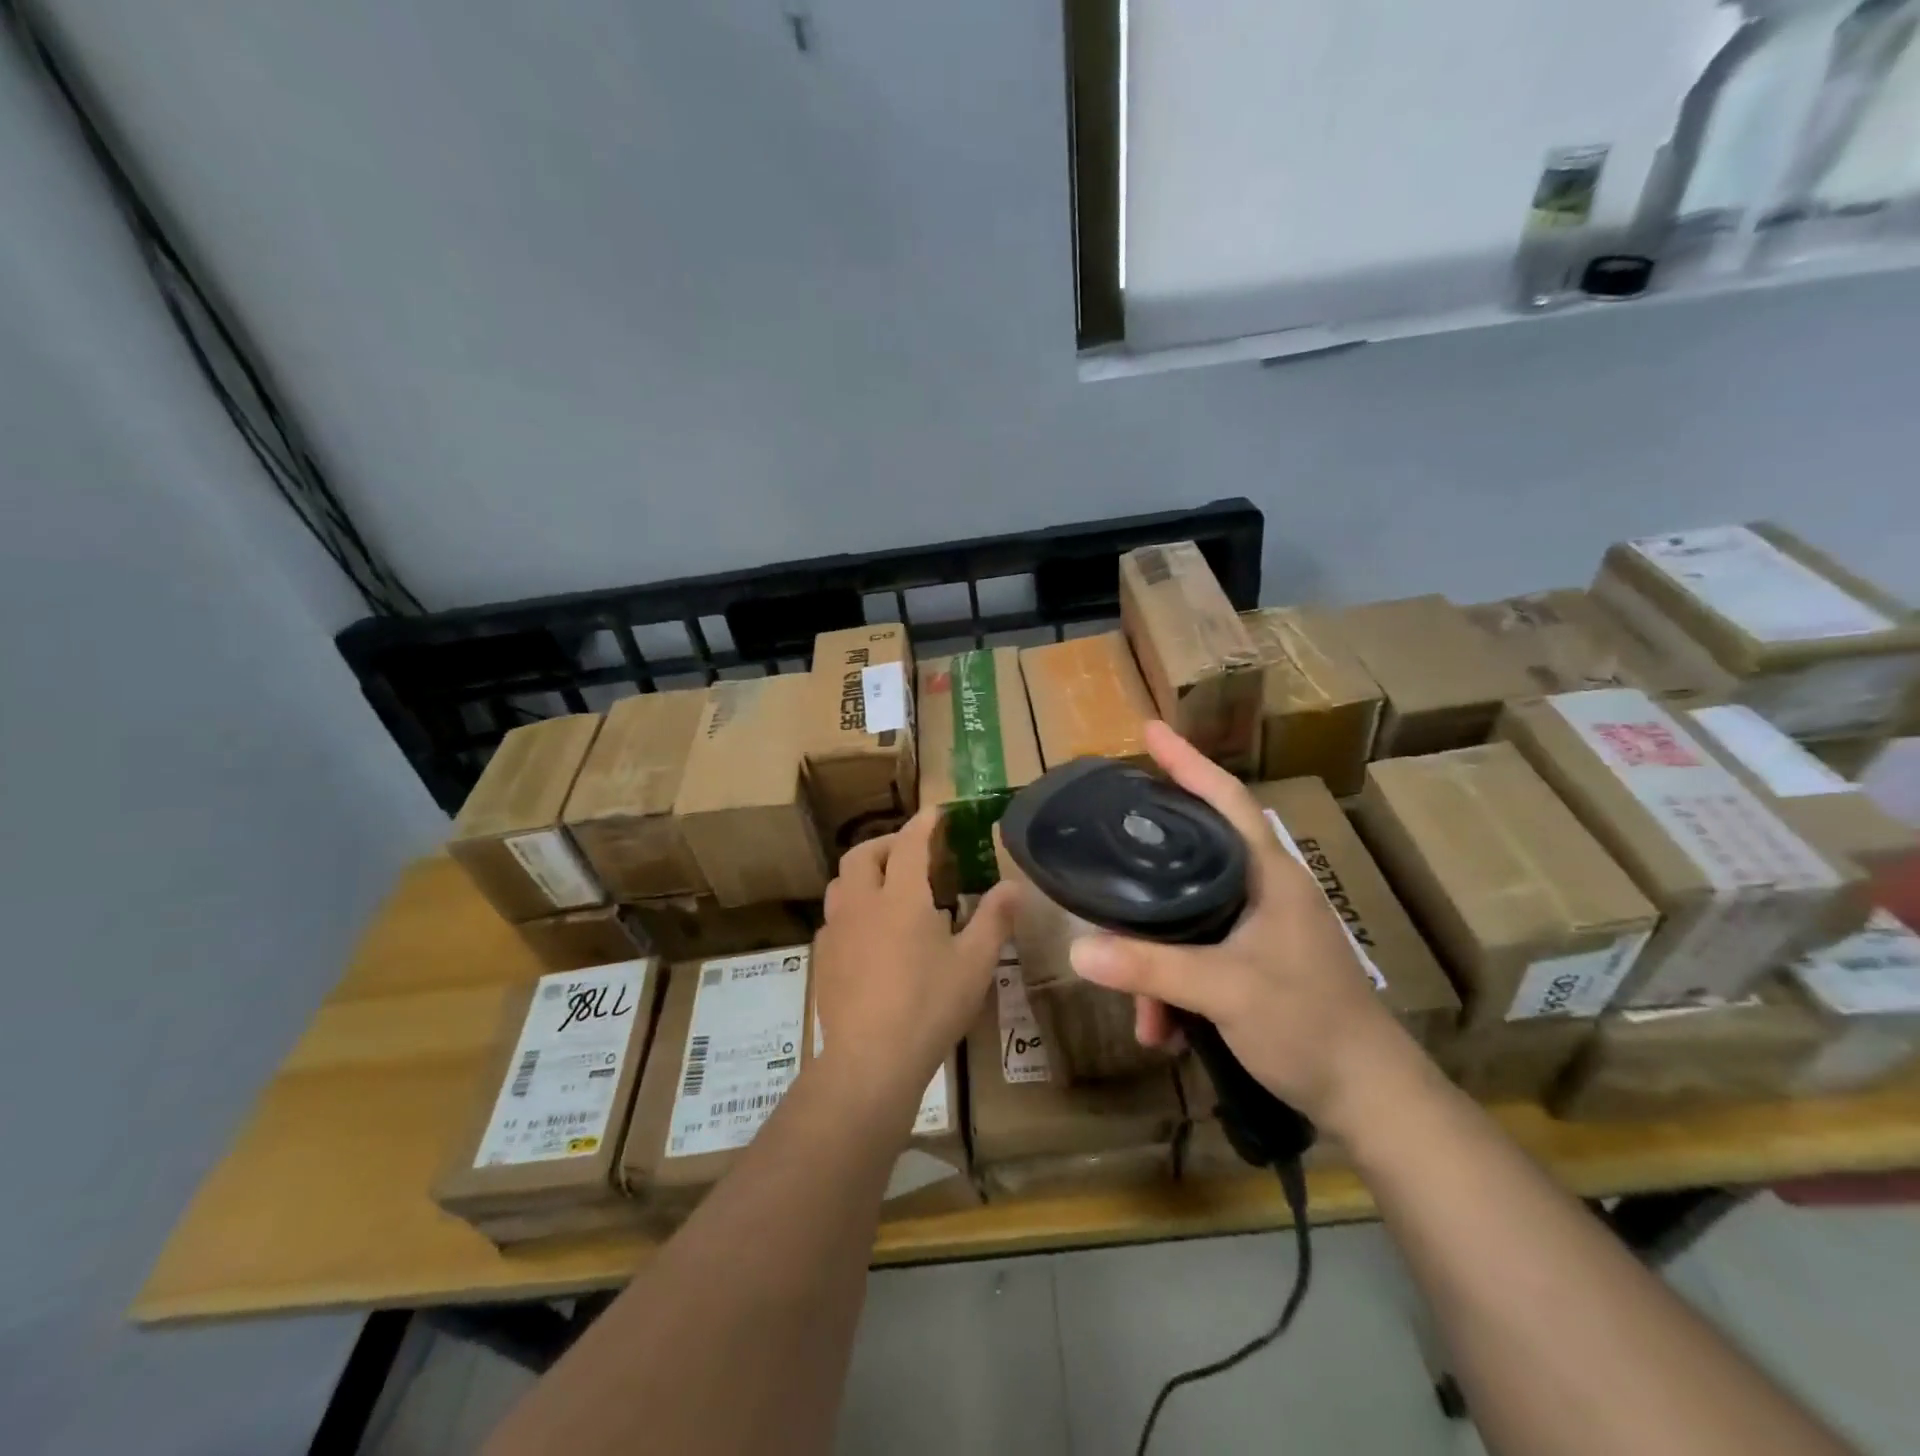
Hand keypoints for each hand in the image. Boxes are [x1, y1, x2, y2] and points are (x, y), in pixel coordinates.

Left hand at [811, 809, 1013, 1112]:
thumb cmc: (929, 1005)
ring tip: (886, 885)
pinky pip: (834, 916)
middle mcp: (862, 903)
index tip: (935, 812)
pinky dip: (852, 906)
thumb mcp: (974, 963)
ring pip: (841, 882)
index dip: (924, 824)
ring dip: (863, 871)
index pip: (911, 844)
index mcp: (901, 897)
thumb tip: (1014, 885)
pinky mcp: (822, 957)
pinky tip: (867, 931)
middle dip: (887, 842)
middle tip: (911, 851)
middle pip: (863, 854)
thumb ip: (994, 919)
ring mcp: (836, 930)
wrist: (869, 1059)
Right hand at [1067, 722, 1413, 1132]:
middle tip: (1109, 840)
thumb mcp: (1225, 991)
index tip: (1150, 730)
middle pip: (1195, 853)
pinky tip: (1162, 1029)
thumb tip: (1076, 950)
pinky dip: (1174, 986)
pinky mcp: (1255, 962)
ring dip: (1157, 961)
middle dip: (1150, 860)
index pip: (1226, 800)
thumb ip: (1151, 969)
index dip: (1188, 762)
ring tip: (1142, 1011)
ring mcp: (1260, 929)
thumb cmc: (1308, 1024)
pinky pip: (1198, 956)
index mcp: (1269, 876)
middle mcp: (1263, 891)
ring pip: (1189, 918)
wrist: (1368, 1097)